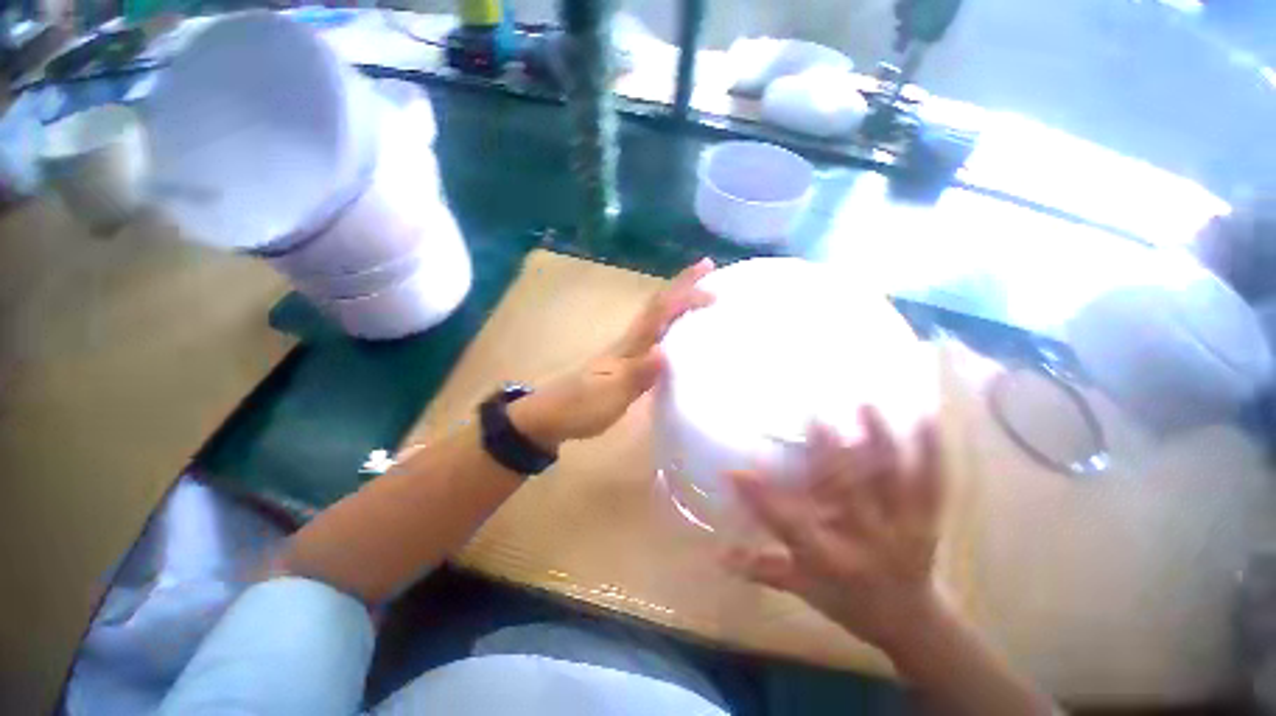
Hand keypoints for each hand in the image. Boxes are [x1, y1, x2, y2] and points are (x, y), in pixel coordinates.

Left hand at [510, 259, 714, 448]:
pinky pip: (655, 336)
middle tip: (707, 267)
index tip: (711, 289)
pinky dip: (670, 324)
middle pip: (658, 306)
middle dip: (682, 285)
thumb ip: (637, 375)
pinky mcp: (626, 364)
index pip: (658, 313)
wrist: (552, 416)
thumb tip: (666, 352)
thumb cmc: (581, 406)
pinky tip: (680, 330)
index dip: (683, 297)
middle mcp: (630, 342)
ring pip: (656, 318)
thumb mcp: (610, 394)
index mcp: (628, 346)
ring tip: (701, 291)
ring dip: (678, 300)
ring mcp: (627, 352)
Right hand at [725, 406, 945, 654]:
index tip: (735, 471)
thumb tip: (716, 554)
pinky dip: (930, 451)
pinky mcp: (927, 521)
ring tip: (865, 405)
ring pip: (893, 482)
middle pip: (846, 494)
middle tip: (814, 418)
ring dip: (880, 441)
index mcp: (829, 560)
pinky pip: (932, 484)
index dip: (760, 500)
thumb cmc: (846, 601)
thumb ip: (759, 568)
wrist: (910, 622)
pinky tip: (925, 417)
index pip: (787, 526)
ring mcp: (902, 530)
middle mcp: (866, 543)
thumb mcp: (800, 588)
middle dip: (828, 454)